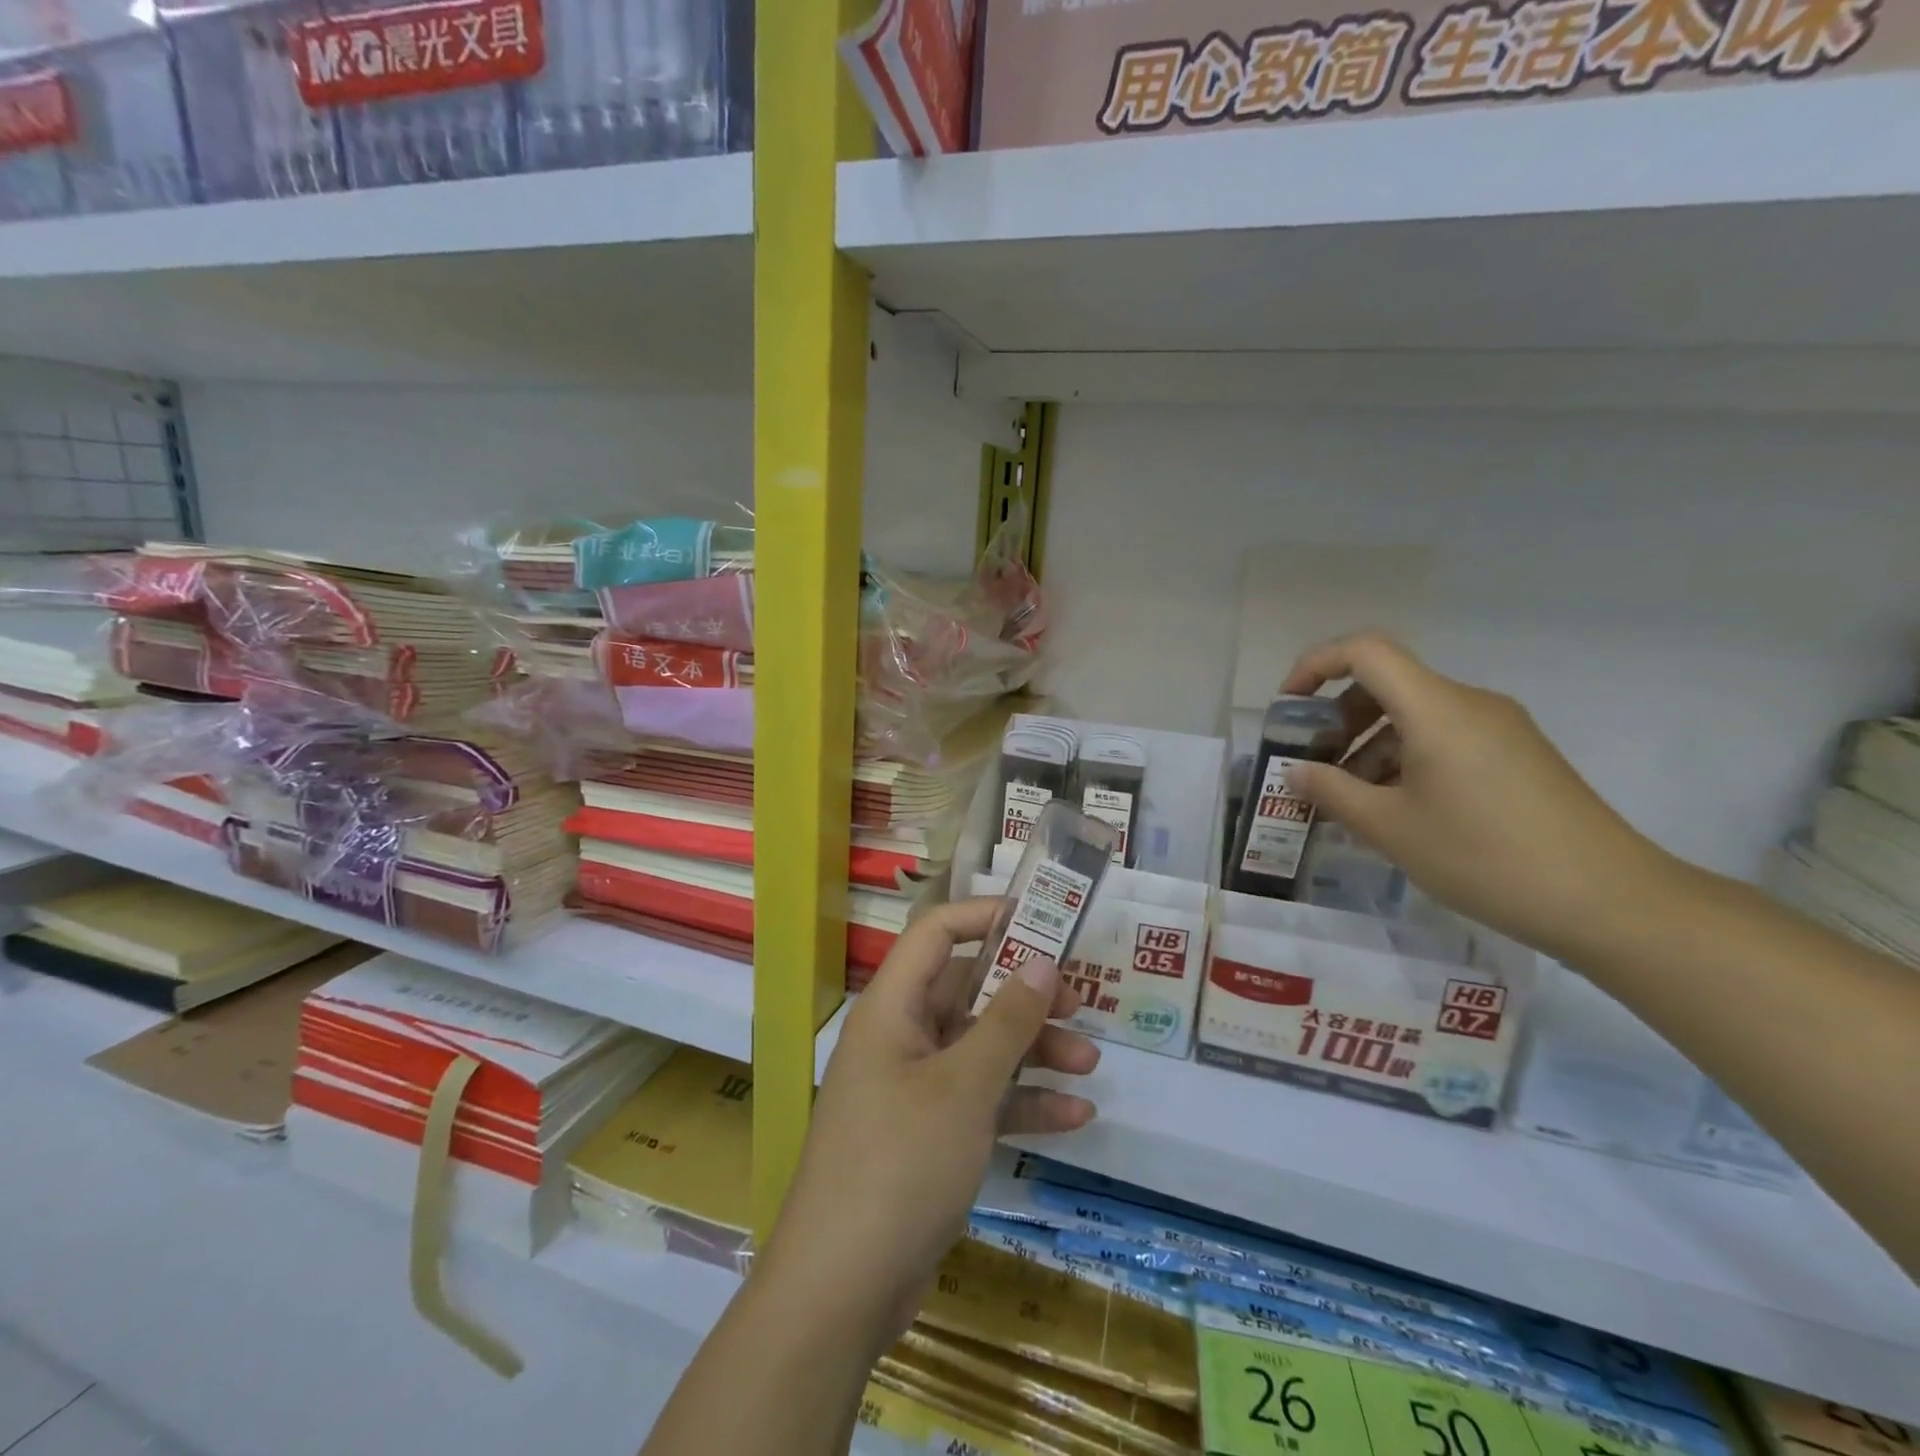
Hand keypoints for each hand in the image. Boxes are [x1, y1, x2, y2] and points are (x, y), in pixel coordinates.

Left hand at [759, 898, 1098, 1356]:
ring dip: (1033, 1052)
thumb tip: (1043, 962)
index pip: (935, 934)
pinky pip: (981, 1101)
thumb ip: (1007, 1021)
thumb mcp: (964, 1087)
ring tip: (1089, 1065)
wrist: (840, 1289)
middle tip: (1081, 1002)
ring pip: (981, 1049)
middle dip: (1025, 996)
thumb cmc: (900, 1164)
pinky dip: (1022, 1104)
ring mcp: (914, 1089)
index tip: (1041, 921)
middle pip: (968, 993)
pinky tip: (1074, 1117)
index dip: (984, 916)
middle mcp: (901, 1038)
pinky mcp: (929, 1136)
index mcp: (893, 1009)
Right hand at [1281, 632, 1672, 962]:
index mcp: (1437, 708)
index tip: (1288, 708)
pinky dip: (1404, 760)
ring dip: (1369, 746)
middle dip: (1338, 719)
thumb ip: (1332, 792)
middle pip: (1388, 684)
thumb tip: (1296, 772)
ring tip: (1349, 801)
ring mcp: (1500, 730)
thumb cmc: (1485, 856)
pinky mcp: (1517, 757)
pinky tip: (1395, 811)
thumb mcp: (1391, 828)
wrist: (1609, 901)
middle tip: (1312, 766)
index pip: (1365, 651)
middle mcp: (1469, 704)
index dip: (1315, 666)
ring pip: (1415, 716)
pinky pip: (1444, 740)